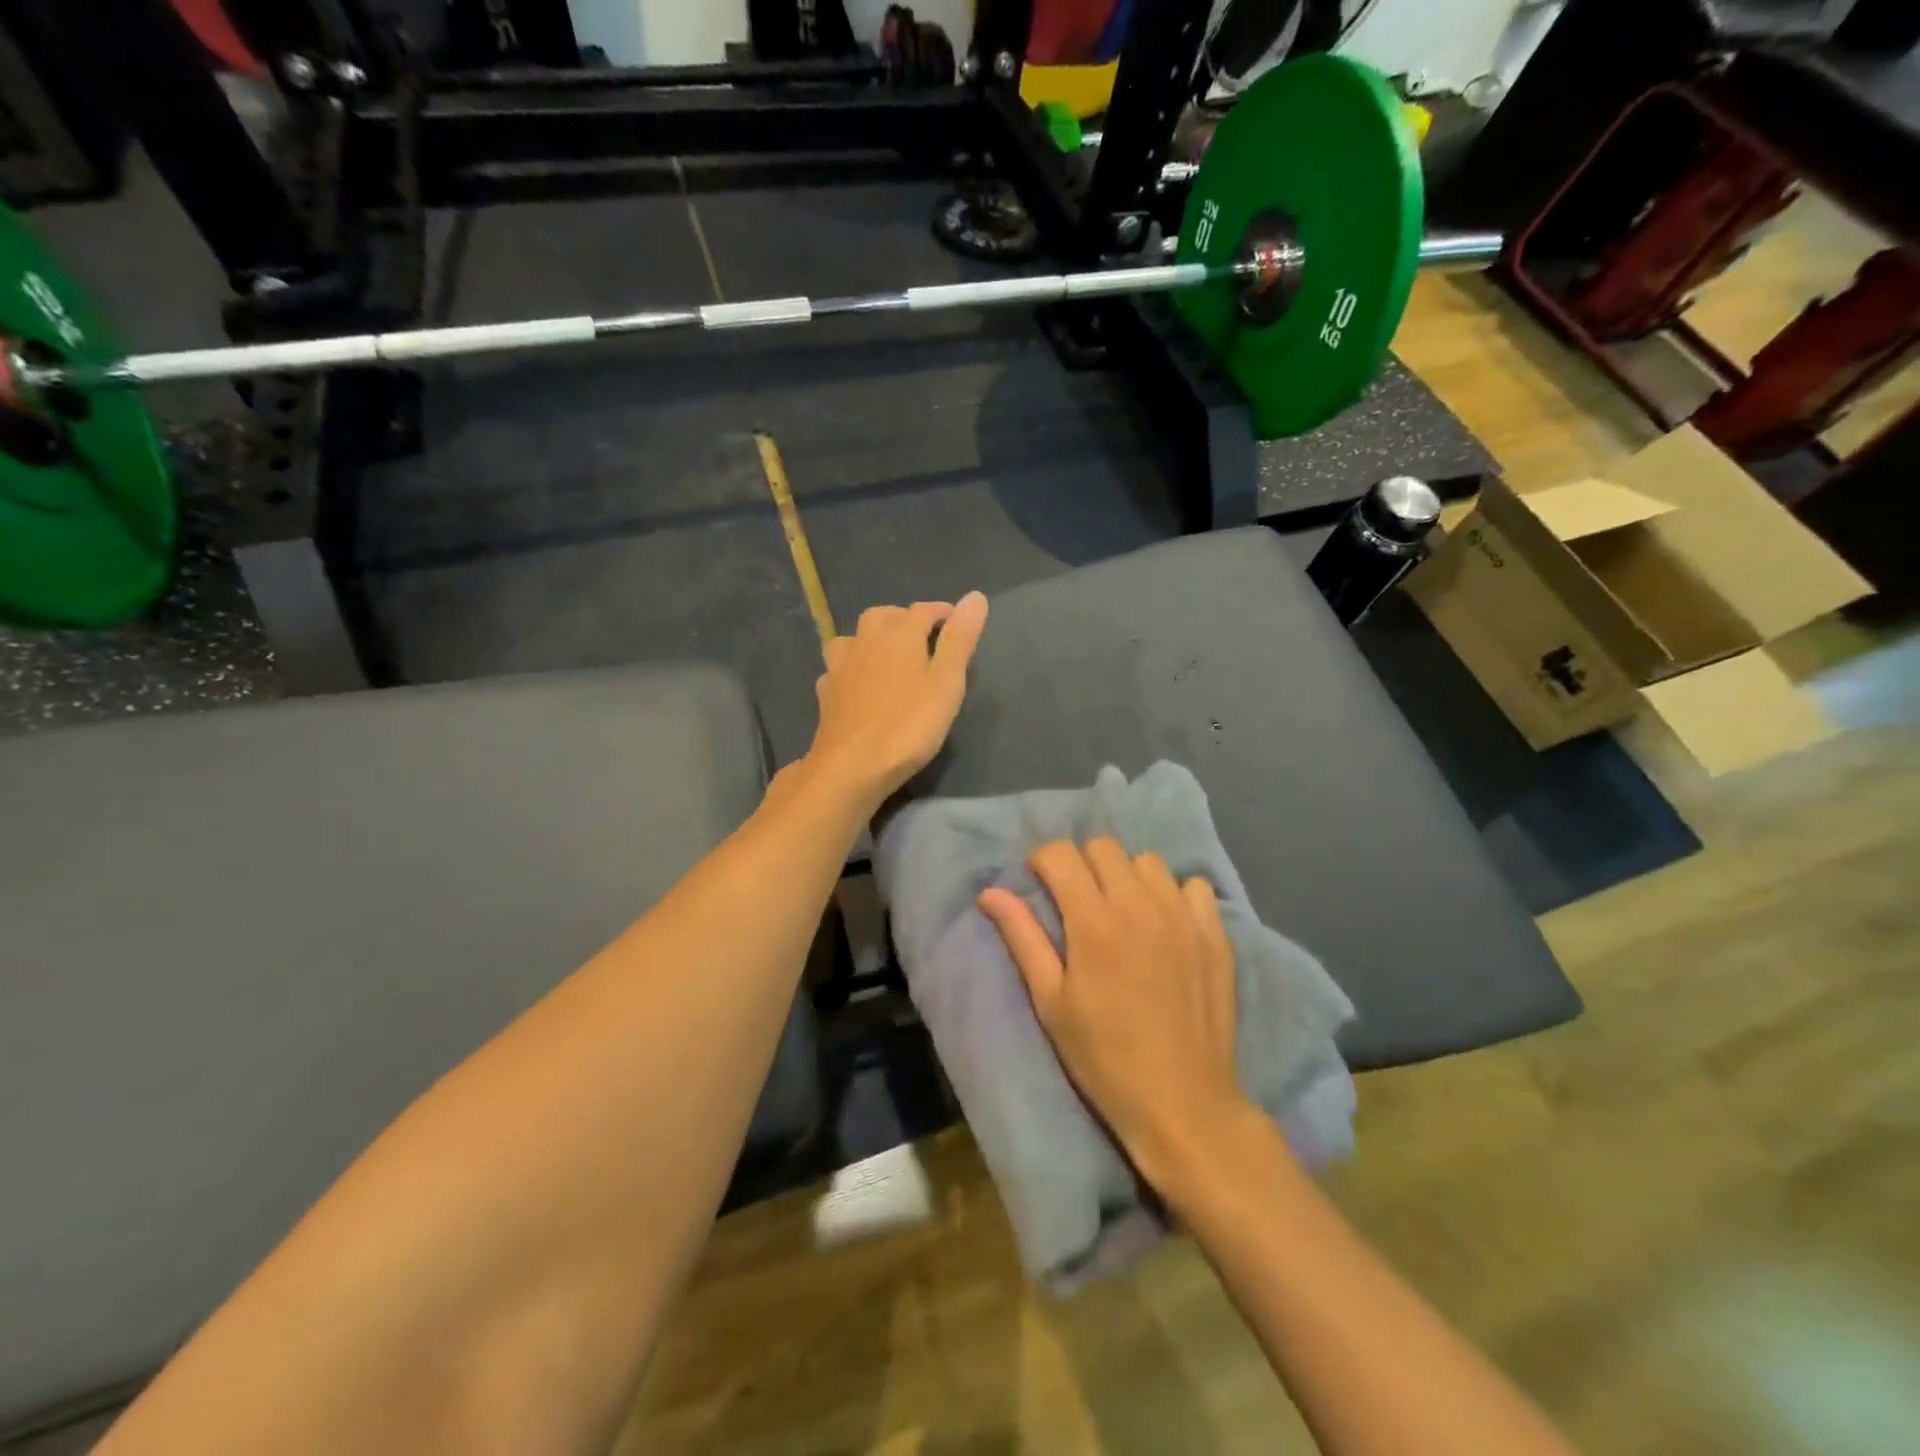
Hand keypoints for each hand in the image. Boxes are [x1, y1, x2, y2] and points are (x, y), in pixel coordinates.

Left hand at [805, 593, 988, 809]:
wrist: (851, 766)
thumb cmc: (908, 725)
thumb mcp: (946, 682)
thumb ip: (960, 639)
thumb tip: (975, 596)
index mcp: (898, 633)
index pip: (923, 610)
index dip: (943, 614)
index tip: (958, 625)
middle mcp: (865, 640)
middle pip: (884, 617)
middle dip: (905, 620)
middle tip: (925, 640)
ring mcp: (840, 666)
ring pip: (856, 638)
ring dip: (873, 639)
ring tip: (889, 657)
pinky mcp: (826, 692)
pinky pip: (840, 667)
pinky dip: (853, 667)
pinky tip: (858, 684)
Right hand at [978, 839, 1248, 1189]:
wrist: (1182, 1103)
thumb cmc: (1103, 1057)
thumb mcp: (1051, 1002)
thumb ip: (1023, 937)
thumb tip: (990, 892)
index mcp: (1094, 921)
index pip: (1062, 854)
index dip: (1043, 861)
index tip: (1040, 884)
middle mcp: (1140, 905)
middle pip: (1104, 847)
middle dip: (1082, 864)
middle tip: (1078, 901)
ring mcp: (1183, 916)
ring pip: (1147, 862)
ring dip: (1127, 876)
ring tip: (1123, 912)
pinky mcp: (1215, 934)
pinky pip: (1193, 886)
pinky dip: (1175, 894)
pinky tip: (1167, 925)